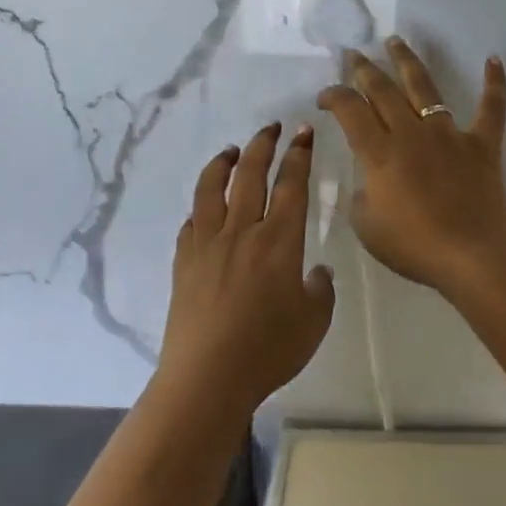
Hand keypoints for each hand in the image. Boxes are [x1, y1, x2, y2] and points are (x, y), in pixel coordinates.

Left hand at [156, 123, 334, 418]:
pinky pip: (191, 222)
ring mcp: (208, 244)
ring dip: (223, 163)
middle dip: (263, 144)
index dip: (299, 154)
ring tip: (231, 150)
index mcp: (279, 241)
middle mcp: (242, 231)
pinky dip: (200, 207)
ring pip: (212, 189)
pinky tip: (203, 208)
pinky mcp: (184, 262)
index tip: (304, 133)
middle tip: (272, 127)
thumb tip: (318, 273)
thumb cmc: (268, 350)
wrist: (208, 378)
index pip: (291, 184)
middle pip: (250, 174)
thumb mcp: (314, 322)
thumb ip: (320, 291)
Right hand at [317, 39, 505, 295]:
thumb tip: (370, 177)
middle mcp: (411, 132)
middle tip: (353, 54)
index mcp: (380, 152)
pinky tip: (494, 58)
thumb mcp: (366, 226)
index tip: (325, 96)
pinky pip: (491, 107)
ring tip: (395, 41)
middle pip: (382, 90)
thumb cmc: (414, 246)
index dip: (333, 96)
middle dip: (364, 69)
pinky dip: (494, 82)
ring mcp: (448, 134)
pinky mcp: (481, 143)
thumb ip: (361, 194)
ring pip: (425, 87)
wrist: (473, 256)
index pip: (350, 110)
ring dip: (407, 61)